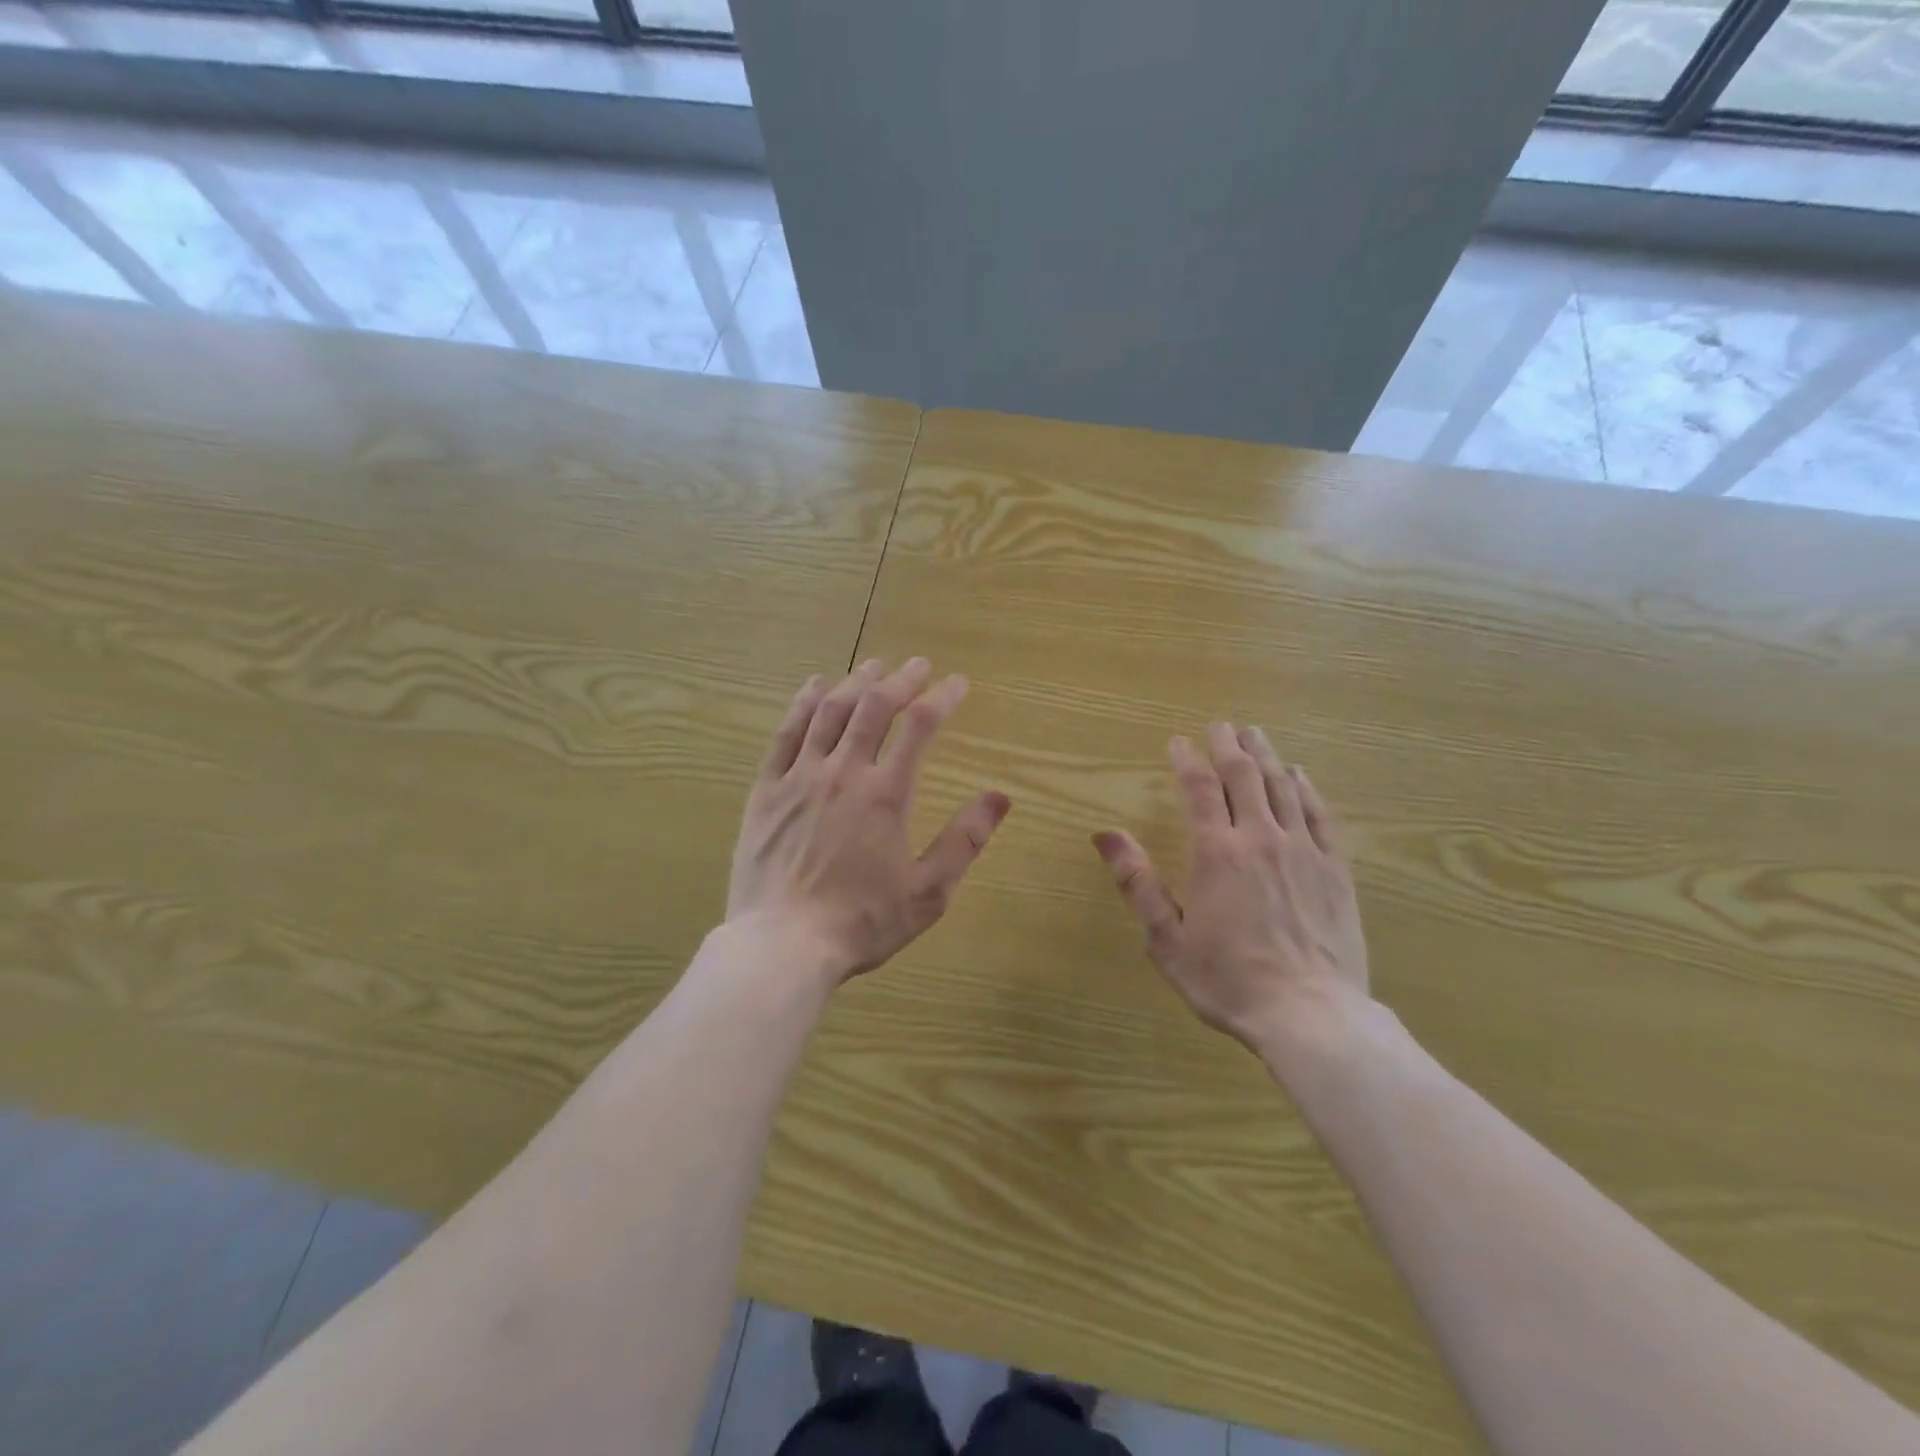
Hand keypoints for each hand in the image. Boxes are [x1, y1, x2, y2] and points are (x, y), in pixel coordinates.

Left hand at [728, 658, 1011, 983]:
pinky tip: (814, 687)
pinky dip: (802, 704)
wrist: (783, 945)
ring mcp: (799, 778)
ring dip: (855, 682)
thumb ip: (965, 840)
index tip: (958, 684)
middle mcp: (843, 772)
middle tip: (917, 665)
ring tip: (873, 665)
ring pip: (829, 712)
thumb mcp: (928, 891)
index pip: (920, 727)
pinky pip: (785, 734)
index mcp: (886, 794)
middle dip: (900, 680)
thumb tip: (1001, 796)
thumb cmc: (861, 921)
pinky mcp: (766, 791)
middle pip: (874, 708)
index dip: (942, 698)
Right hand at [1093, 723, 1368, 1053]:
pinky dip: (1307, 788)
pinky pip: (1320, 815)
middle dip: (1228, 746)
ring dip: (1266, 756)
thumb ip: (1137, 882)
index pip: (1199, 789)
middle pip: (1244, 776)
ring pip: (1283, 787)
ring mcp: (1303, 851)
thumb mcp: (1165, 939)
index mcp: (1216, 853)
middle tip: (1220, 725)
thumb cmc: (1227, 980)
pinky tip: (1300, 775)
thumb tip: (1105, 834)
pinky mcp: (1336, 870)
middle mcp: (1260, 838)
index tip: (1177, 742)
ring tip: (1255, 734)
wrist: (1309, 1014)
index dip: (1186, 761)